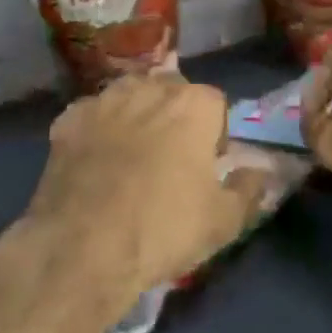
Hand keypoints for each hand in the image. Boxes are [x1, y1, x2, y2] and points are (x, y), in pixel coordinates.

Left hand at [20, 75, 269, 321]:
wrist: (85, 245)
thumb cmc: (163, 228)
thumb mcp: (222, 222)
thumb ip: (248, 190)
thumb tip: (261, 172)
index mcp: (194, 104)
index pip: (215, 104)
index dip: (214, 134)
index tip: (207, 166)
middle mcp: (151, 87)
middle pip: (172, 90)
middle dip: (175, 115)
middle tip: (170, 159)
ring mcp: (106, 98)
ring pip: (130, 94)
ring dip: (136, 114)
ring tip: (131, 156)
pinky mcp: (70, 117)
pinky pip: (91, 114)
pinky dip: (95, 131)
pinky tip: (93, 162)